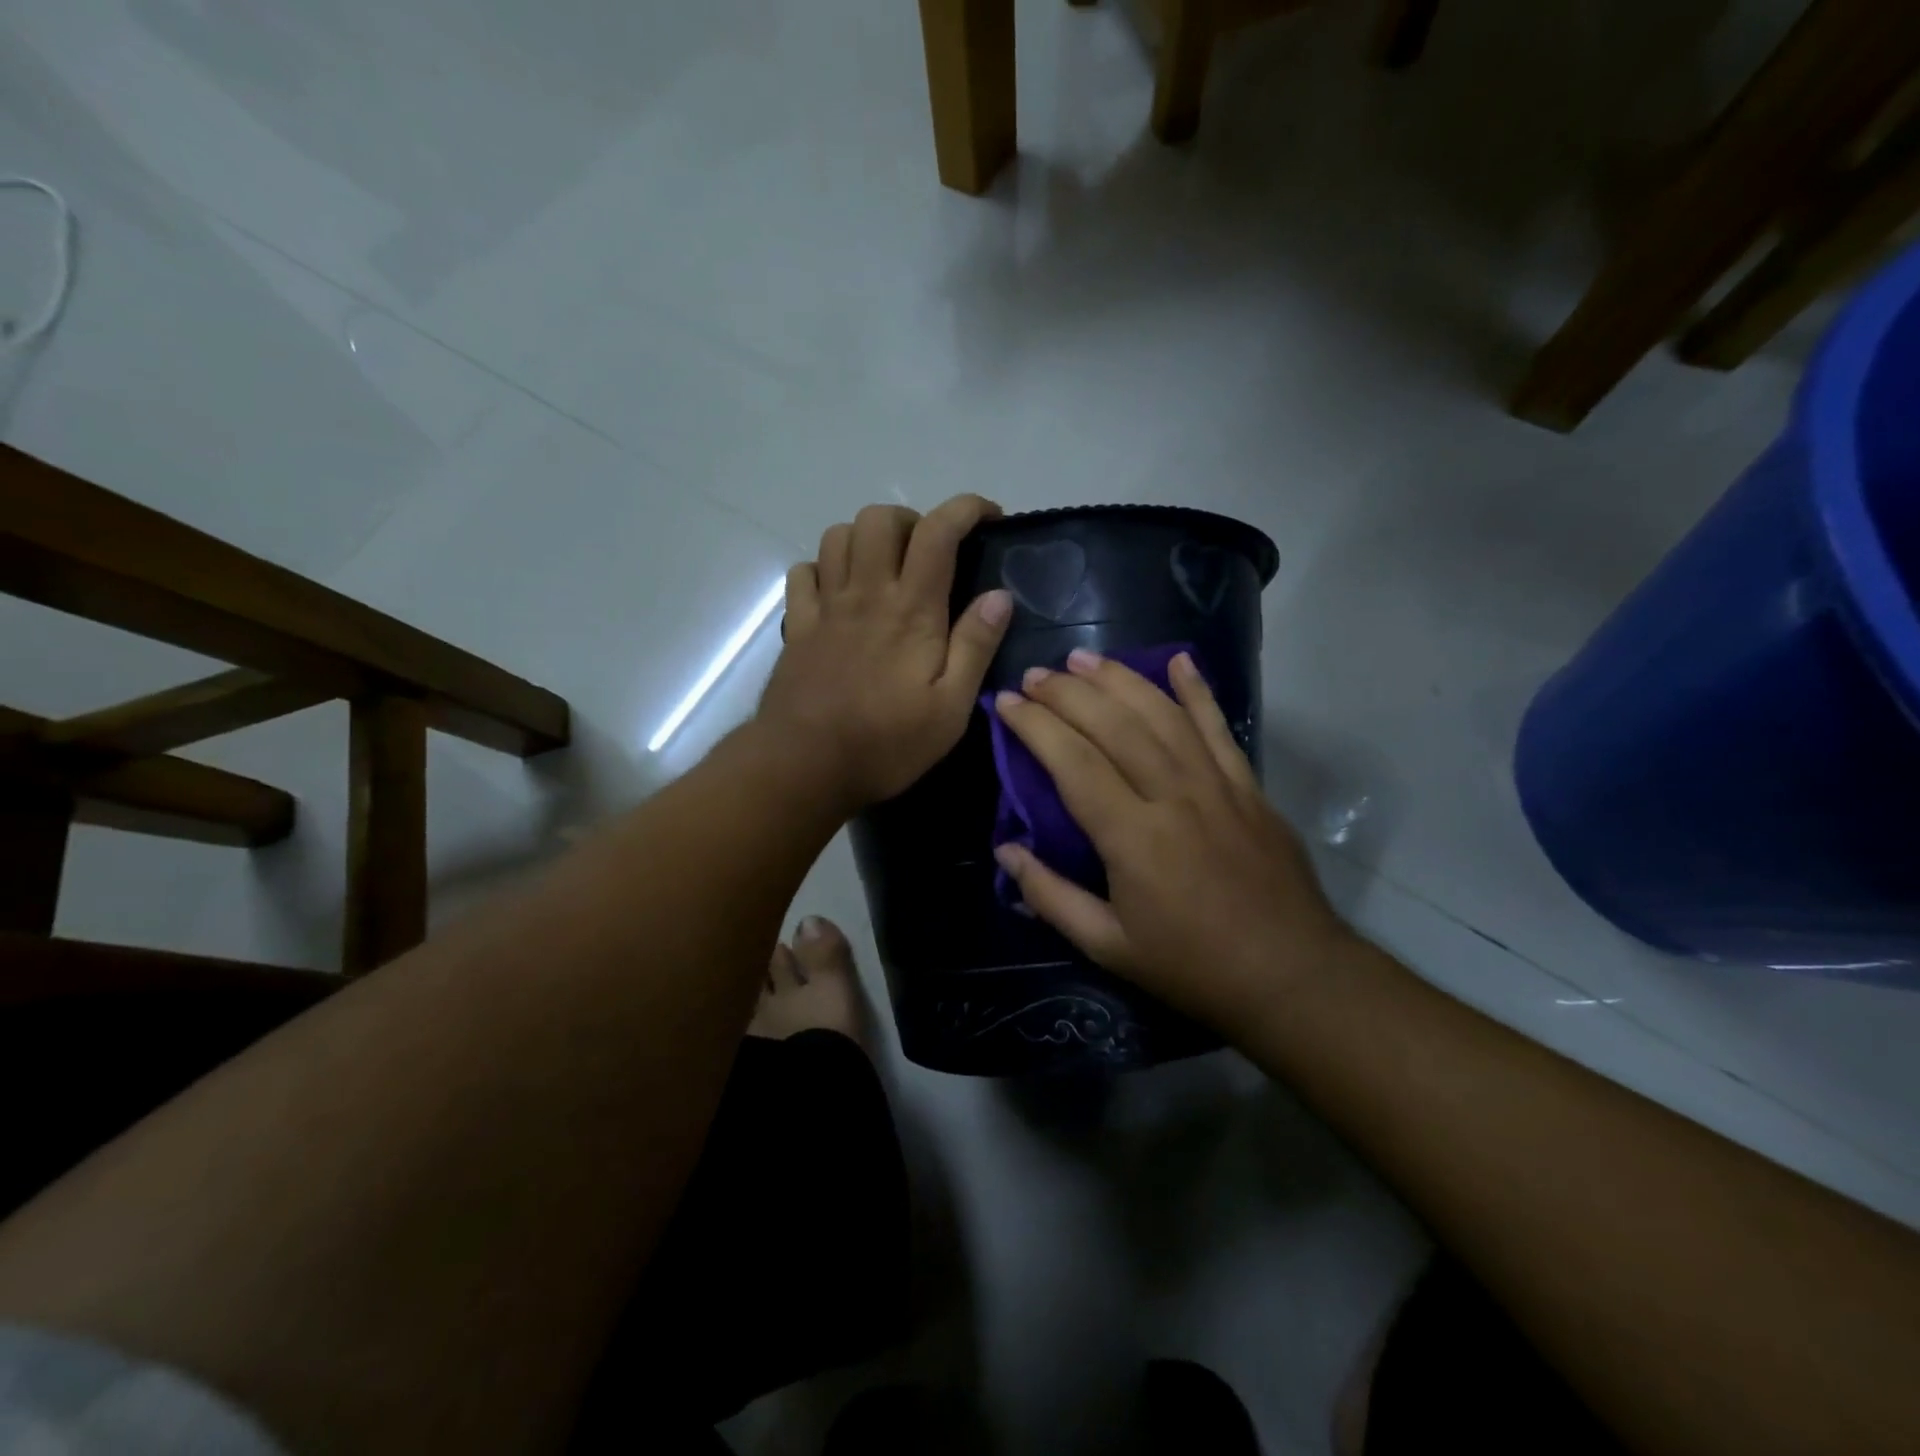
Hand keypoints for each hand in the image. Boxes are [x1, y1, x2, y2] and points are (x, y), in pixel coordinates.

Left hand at [757, 496, 1012, 812]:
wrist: (805, 767)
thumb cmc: (886, 743)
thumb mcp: (951, 708)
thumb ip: (975, 646)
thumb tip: (1000, 594)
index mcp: (911, 610)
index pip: (937, 531)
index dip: (965, 509)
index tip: (988, 517)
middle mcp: (866, 594)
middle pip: (879, 519)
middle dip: (911, 520)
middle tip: (930, 555)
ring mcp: (825, 608)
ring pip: (837, 536)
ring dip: (867, 538)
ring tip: (886, 568)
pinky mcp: (797, 627)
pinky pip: (803, 573)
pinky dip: (824, 569)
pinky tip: (839, 593)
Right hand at [991, 649, 1354, 1028]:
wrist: (1291, 975)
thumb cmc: (1192, 966)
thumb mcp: (1108, 947)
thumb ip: (1051, 897)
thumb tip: (1006, 850)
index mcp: (1134, 838)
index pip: (1074, 763)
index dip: (1036, 727)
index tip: (1007, 703)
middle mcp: (1174, 796)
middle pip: (1115, 726)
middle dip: (1070, 693)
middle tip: (1036, 675)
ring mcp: (1217, 785)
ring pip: (1162, 715)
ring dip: (1120, 680)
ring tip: (1084, 659)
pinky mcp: (1248, 786)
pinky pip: (1219, 727)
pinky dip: (1198, 691)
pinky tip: (1178, 661)